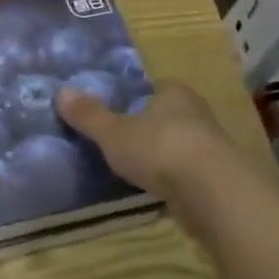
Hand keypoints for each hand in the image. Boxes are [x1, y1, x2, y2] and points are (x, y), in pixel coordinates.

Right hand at [54, 79, 233, 198]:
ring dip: (162, 154)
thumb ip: (89, 115)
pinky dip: (172, 179)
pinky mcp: (216, 178)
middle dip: (149, 125)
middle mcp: (197, 113)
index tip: (118, 107)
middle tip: (120, 138)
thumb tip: (61, 92)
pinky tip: (155, 190)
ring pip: (179, 144)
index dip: (137, 95)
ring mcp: (210, 147)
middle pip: (168, 115)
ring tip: (134, 167)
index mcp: (174, 93)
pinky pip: (187, 173)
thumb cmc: (159, 148)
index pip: (155, 86)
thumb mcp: (113, 132)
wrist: (211, 192)